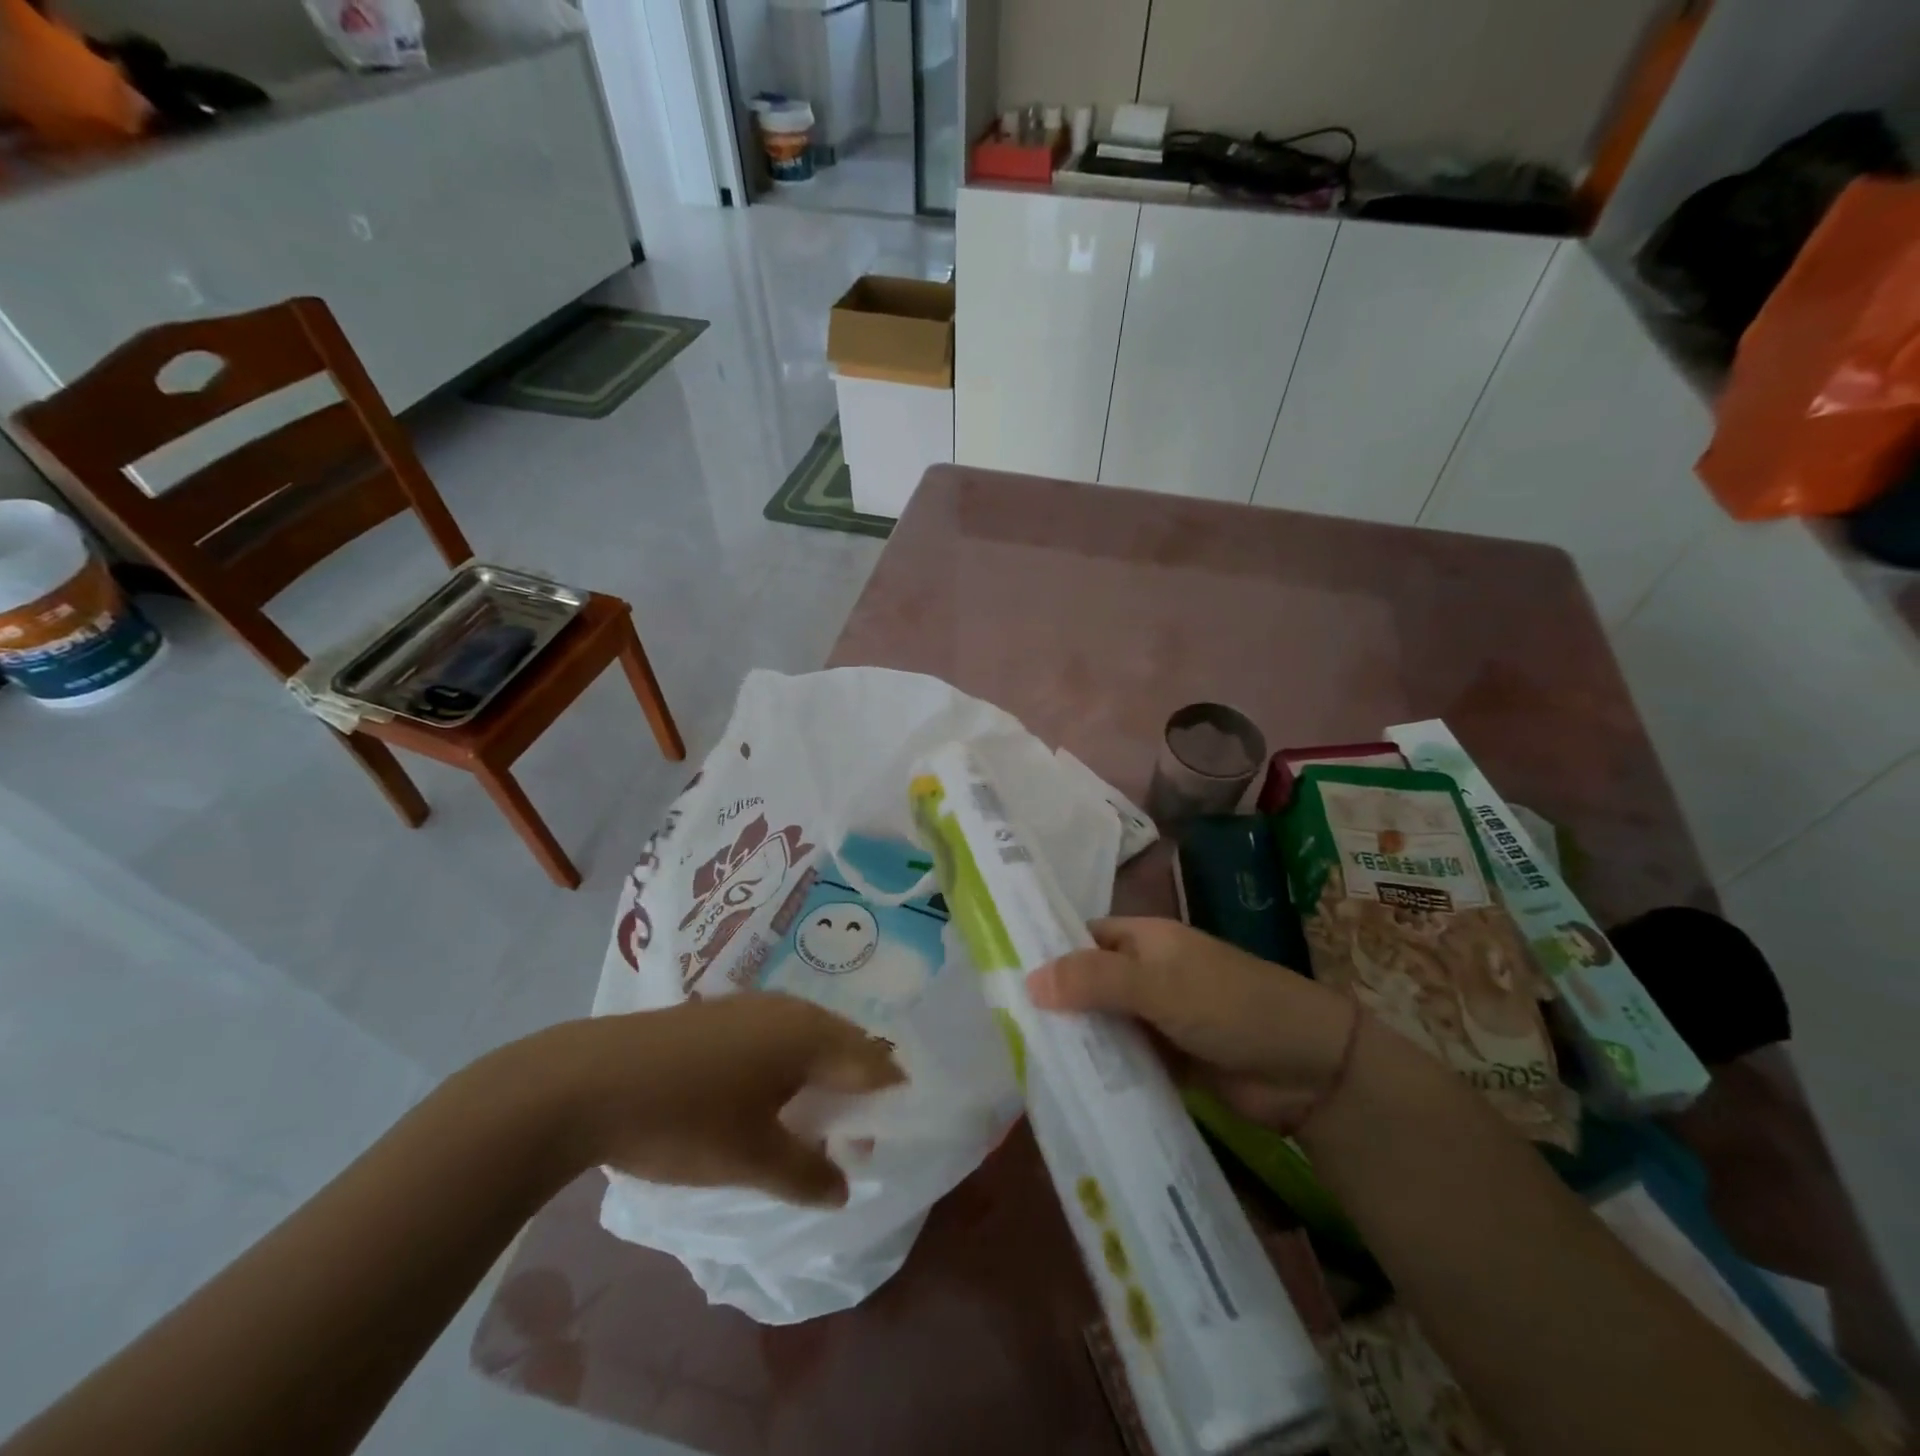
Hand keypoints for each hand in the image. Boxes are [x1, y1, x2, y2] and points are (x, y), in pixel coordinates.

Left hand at [543, 994, 904, 1206]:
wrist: (589, 1081)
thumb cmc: (684, 1119)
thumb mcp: (750, 1158)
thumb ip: (806, 1174)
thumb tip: (843, 1187)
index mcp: (809, 1035)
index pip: (871, 1061)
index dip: (889, 1094)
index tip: (894, 1129)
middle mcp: (789, 1009)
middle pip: (843, 1041)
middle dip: (857, 1081)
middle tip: (858, 1127)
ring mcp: (751, 1005)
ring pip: (807, 1034)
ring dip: (820, 1069)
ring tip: (816, 1112)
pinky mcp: (719, 1012)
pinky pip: (775, 1032)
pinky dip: (787, 1060)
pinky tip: (766, 1090)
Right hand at [1026, 917, 1355, 1131]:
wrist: (1308, 1070)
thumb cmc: (1231, 1005)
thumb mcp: (1159, 985)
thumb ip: (1095, 980)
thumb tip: (1028, 979)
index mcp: (1143, 939)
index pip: (1081, 938)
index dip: (1045, 952)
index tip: (999, 978)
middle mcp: (1145, 973)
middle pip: (1087, 983)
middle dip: (1053, 1004)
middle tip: (1002, 1032)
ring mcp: (1156, 1018)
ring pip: (1102, 1024)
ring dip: (1075, 1041)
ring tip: (1021, 1065)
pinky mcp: (1167, 1060)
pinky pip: (1123, 1059)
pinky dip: (1101, 1071)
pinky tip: (1065, 1091)